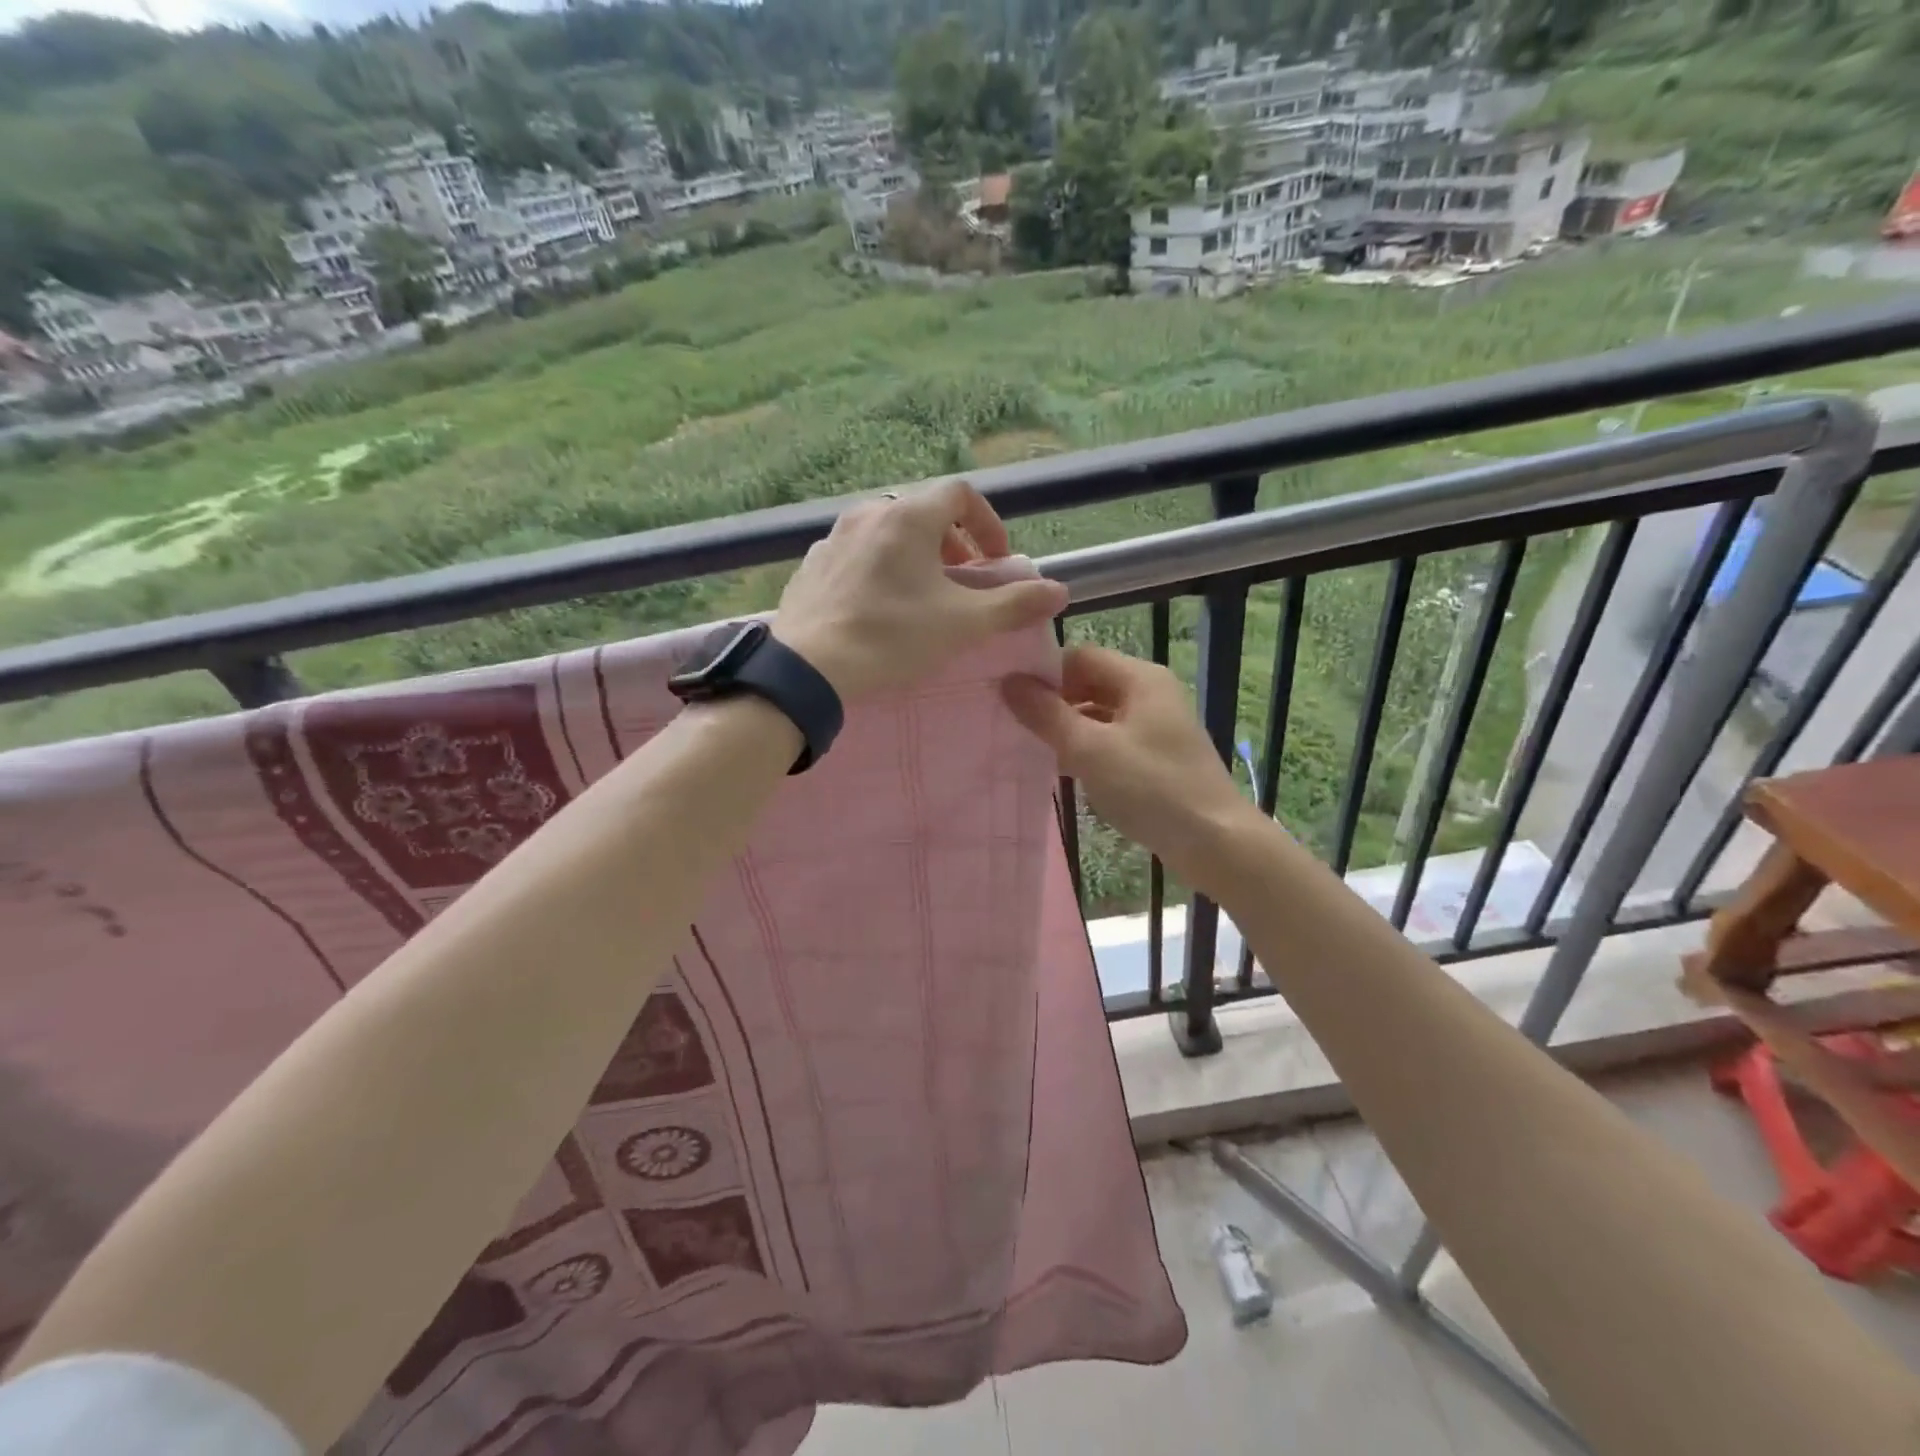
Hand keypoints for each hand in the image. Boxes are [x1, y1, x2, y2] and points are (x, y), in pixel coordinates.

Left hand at [772, 480, 1067, 700]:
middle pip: (923, 512)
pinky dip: (881, 568)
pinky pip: (857, 554)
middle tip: (963, 581)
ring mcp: (834, 537)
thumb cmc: (892, 637)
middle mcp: (868, 513)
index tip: (996, 562)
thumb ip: (1014, 604)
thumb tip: (1059, 590)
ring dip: (916, 555)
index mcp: (908, 516)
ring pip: (888, 532)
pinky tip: (879, 607)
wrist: (809, 669)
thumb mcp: (962, 623)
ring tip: (923, 596)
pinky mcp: (812, 565)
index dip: (988, 523)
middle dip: (953, 543)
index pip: (961, 494)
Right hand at [1002, 646, 1255, 889]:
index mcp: (1140, 678)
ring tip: (1034, 748)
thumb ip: (1047, 714)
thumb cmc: (1151, 788)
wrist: (1215, 841)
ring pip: (1100, 714)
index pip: (1079, 656)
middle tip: (1014, 724)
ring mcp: (1157, 725)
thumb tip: (1009, 681)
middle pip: (1090, 683)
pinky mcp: (1158, 756)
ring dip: (1069, 728)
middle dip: (1054, 702)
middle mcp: (1151, 692)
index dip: (1044, 673)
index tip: (1008, 696)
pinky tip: (1067, 770)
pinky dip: (1089, 749)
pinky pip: (1113, 739)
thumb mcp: (1090, 749)